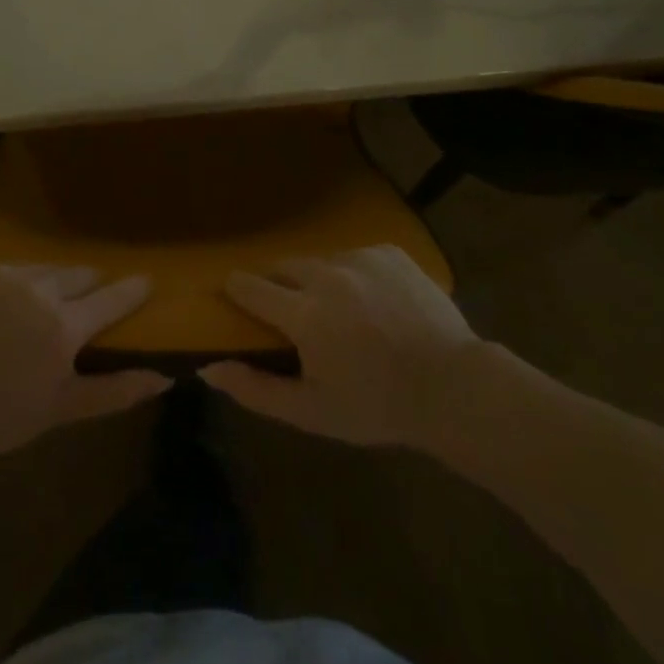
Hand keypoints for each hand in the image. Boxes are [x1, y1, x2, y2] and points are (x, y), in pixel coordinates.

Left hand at [0, 263, 171, 467]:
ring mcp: (1, 275)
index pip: (110, 299)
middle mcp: (38, 289)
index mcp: (64, 325)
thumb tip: (163, 377)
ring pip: (41, 268)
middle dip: (89, 282)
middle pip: (77, 275)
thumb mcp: (61, 410)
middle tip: (91, 291)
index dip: (132, 290)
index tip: (147, 279)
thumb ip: (115, 391)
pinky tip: (3, 301)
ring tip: (47, 295)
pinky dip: (11, 282)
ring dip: (51, 280)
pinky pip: (4, 268)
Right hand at [201, 245, 479, 448]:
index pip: (251, 287)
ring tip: (339, 310)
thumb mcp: (312, 411)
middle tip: (291, 312)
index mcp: (305, 314)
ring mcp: (361, 257)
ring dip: (318, 280)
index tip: (233, 293)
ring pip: (321, 260)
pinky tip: (373, 302)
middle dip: (279, 285)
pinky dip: (353, 273)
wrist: (454, 387)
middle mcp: (327, 274)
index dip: (237, 289)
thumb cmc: (378, 406)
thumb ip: (256, 389)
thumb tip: (208, 368)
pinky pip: (356, 255)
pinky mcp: (389, 251)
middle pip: (284, 266)